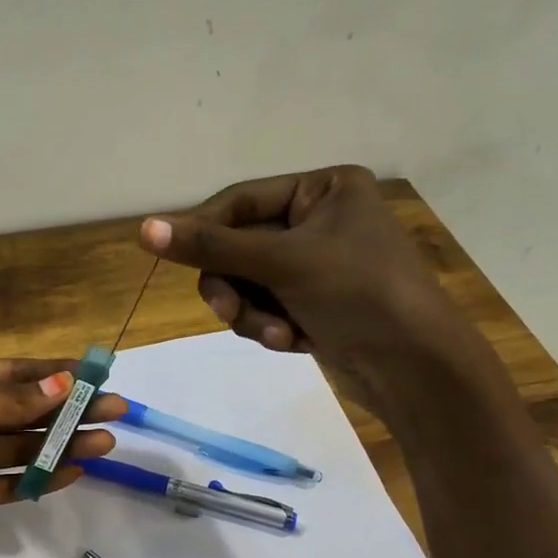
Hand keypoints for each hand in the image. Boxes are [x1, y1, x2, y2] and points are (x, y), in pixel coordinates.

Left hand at [0, 356, 124, 557]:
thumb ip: (6, 401)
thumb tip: (62, 388)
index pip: (11, 374)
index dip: (54, 376)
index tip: (96, 379)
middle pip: (19, 412)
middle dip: (65, 412)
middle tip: (113, 414)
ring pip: (15, 449)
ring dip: (57, 447)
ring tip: (103, 444)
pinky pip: (0, 485)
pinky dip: (33, 481)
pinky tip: (69, 474)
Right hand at [139, 165, 481, 409]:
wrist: (414, 368)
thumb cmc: (358, 293)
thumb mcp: (282, 262)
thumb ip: (211, 247)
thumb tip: (143, 229)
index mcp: (324, 189)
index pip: (241, 200)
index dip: (204, 230)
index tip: (171, 256)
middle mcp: (318, 221)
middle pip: (238, 247)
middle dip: (235, 285)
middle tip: (229, 311)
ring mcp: (314, 266)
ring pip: (247, 284)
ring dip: (252, 313)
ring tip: (277, 335)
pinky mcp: (312, 305)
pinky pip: (264, 308)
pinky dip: (270, 327)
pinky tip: (294, 343)